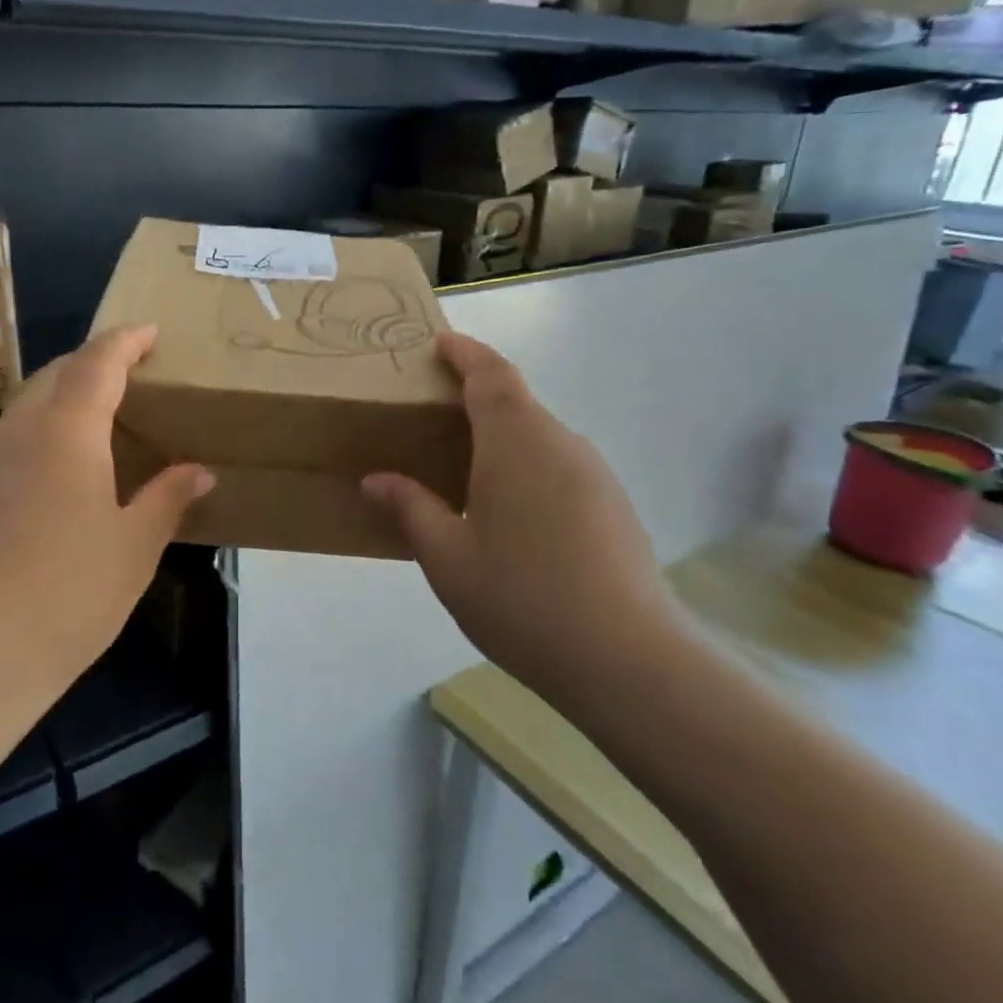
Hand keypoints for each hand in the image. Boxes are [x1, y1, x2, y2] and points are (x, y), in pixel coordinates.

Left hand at [0, 325, 214, 698]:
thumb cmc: (66, 598)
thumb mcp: (133, 549)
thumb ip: (167, 498)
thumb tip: (198, 471)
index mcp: (66, 431)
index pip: (97, 362)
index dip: (125, 341)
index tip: (149, 333)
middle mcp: (15, 430)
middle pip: (55, 374)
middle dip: (92, 363)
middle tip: (129, 376)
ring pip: (24, 406)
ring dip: (61, 398)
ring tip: (94, 424)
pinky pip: (3, 441)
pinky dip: (35, 434)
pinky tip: (50, 475)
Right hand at [362, 333, 671, 693]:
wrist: (627, 658)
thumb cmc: (521, 598)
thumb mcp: (448, 557)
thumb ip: (411, 509)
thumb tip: (376, 480)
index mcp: (516, 442)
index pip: (490, 374)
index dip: (465, 353)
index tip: (440, 344)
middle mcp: (561, 443)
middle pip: (516, 402)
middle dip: (477, 397)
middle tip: (436, 417)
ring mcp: (595, 474)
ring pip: (540, 436)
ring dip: (504, 437)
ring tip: (467, 471)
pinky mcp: (614, 505)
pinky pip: (561, 466)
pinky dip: (529, 468)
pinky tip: (512, 515)